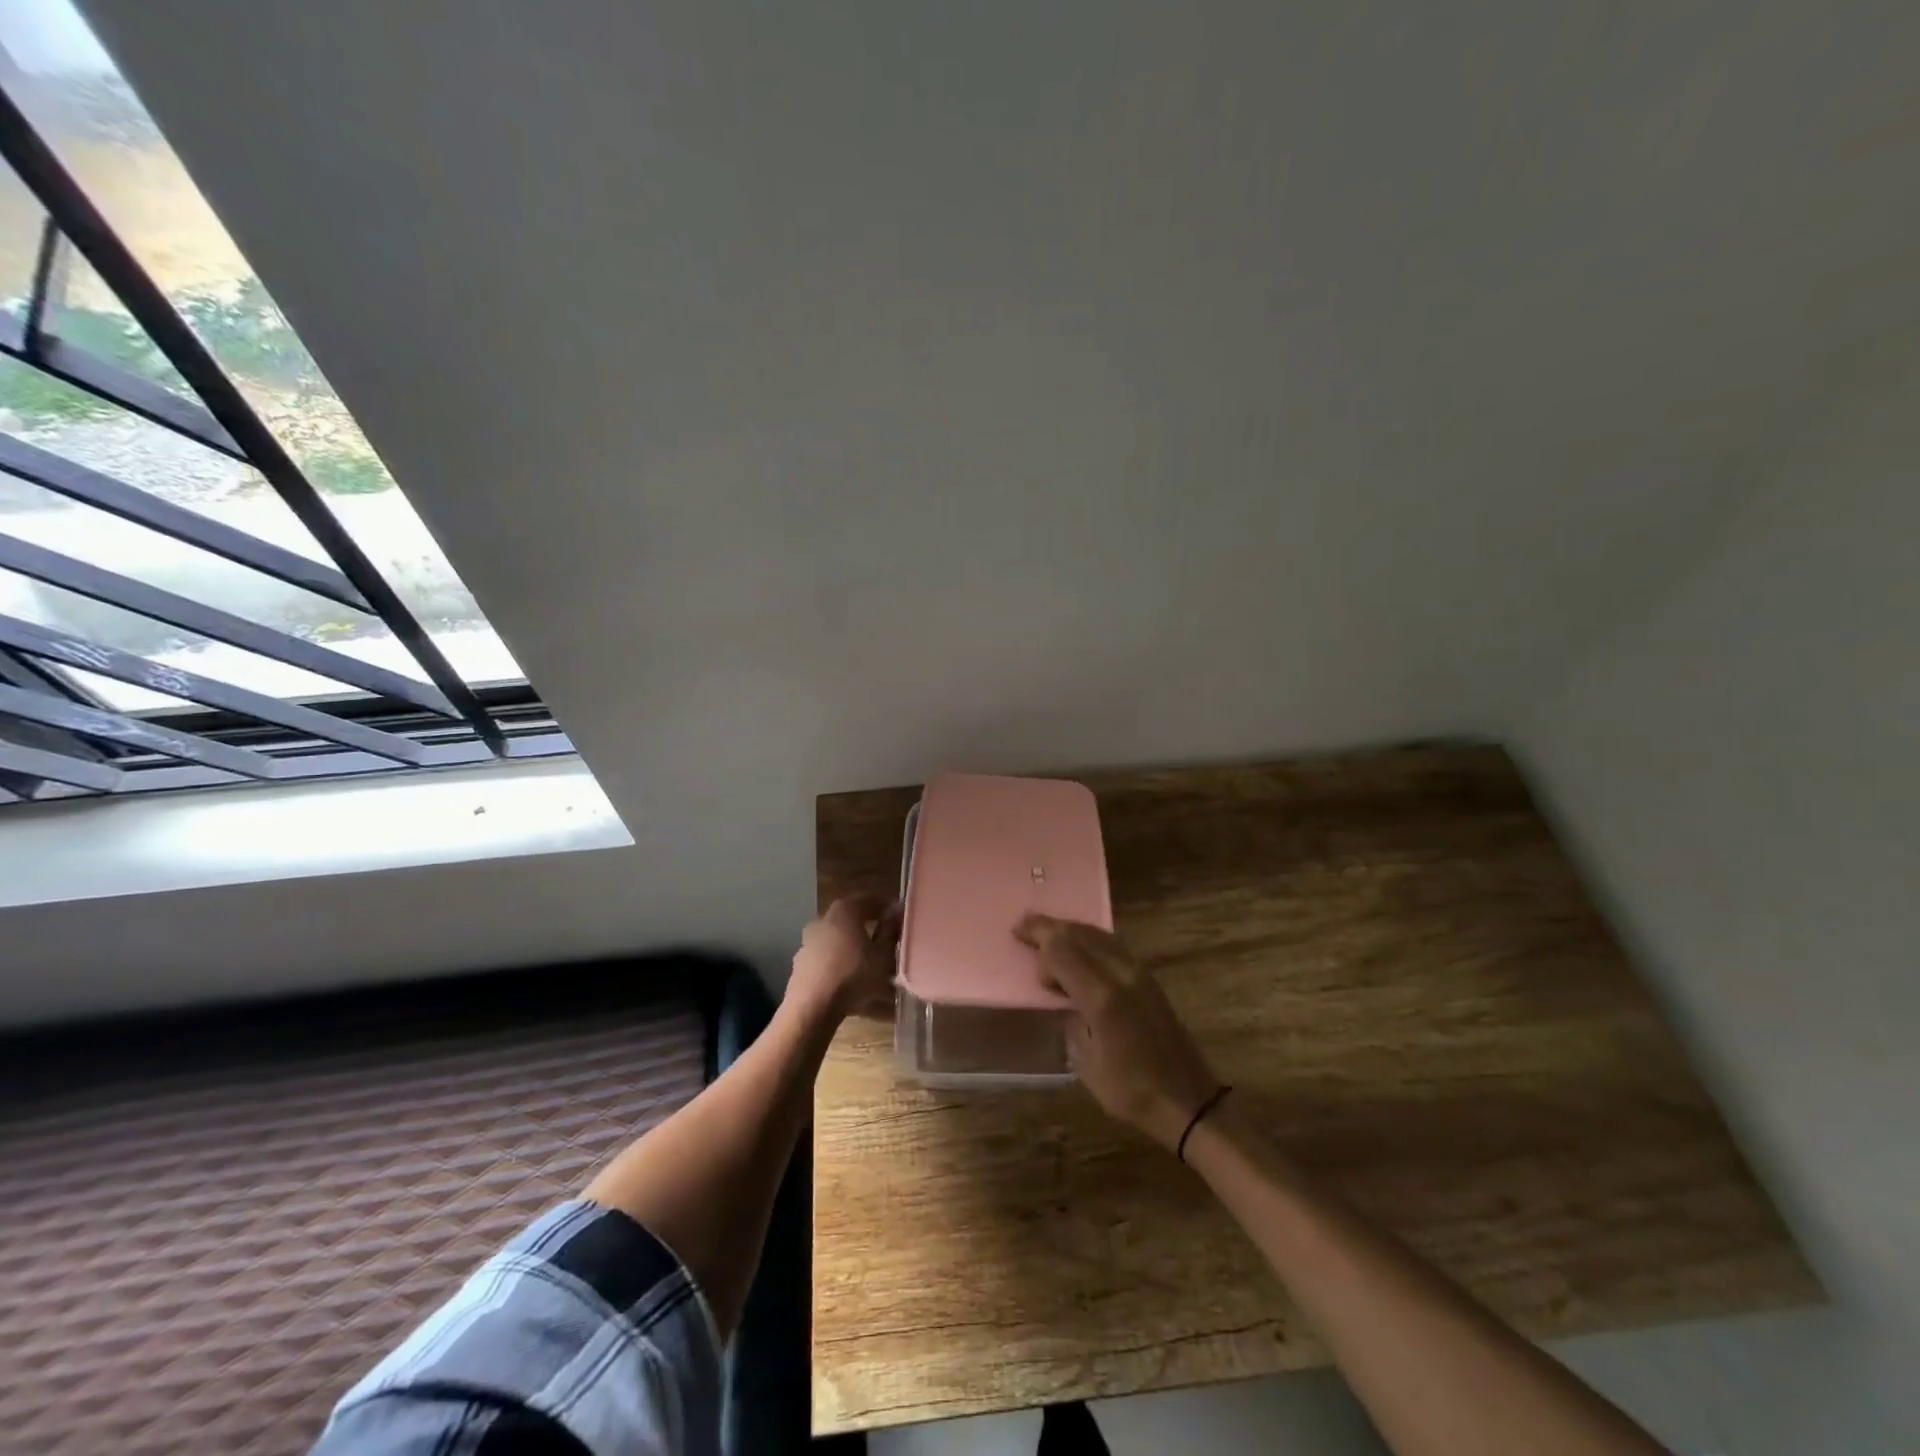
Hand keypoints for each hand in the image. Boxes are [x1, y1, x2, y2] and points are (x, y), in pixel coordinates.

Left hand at [791, 895, 900, 1018]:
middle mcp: (824, 919)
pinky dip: (840, 959)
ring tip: (870, 959)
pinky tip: (851, 975)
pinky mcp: (802, 962)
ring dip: (853, 942)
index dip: (886, 905)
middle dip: (869, 923)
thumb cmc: (854, 976)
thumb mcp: (883, 955)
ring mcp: (809, 940)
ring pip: (838, 936)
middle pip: (851, 915)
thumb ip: (890, 930)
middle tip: (887, 935)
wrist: (812, 1008)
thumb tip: (896, 910)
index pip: (869, 898)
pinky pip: (827, 954)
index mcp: (845, 910)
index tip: (899, 916)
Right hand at [1017, 914, 1221, 1150]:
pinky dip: (1091, 940)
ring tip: (1048, 931)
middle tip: (1024, 924)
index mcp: (1102, 997)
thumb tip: (1063, 993)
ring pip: (1099, 935)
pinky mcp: (1149, 979)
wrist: (1188, 1099)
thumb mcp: (1087, 1063)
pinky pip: (1113, 946)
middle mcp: (1121, 974)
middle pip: (1080, 935)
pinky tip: (1080, 947)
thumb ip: (1072, 1019)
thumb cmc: (1131, 1091)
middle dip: (1051, 926)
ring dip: (1072, 930)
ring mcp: (1139, 973)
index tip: (1017, 933)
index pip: (1063, 951)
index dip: (1039, 938)